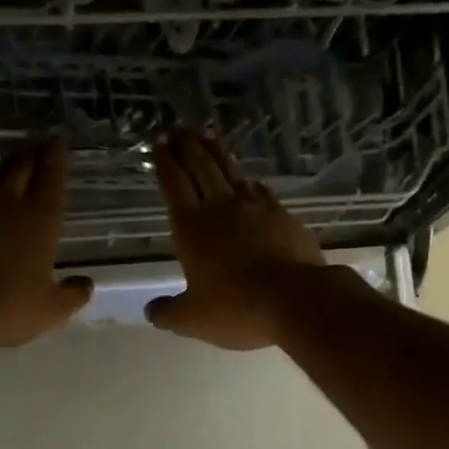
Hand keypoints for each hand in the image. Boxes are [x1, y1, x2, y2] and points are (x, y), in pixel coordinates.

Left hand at [0, 136, 91, 347]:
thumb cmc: (6, 306)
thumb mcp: (51, 310)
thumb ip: (72, 295)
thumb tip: (87, 284)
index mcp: (39, 220)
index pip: (51, 179)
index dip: (56, 158)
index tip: (57, 139)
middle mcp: (6, 206)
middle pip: (19, 169)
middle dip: (30, 155)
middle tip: (34, 143)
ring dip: (4, 170)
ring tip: (12, 165)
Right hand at [145, 129, 324, 349]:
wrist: (296, 299)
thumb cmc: (237, 308)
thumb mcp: (194, 319)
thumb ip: (169, 313)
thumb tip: (152, 311)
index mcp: (192, 229)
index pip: (174, 186)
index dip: (165, 164)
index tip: (159, 144)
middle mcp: (221, 209)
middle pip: (201, 169)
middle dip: (187, 147)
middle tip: (179, 129)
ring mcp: (256, 209)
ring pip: (231, 172)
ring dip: (217, 153)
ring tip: (208, 135)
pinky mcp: (283, 216)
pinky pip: (261, 191)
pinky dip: (250, 181)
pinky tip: (250, 179)